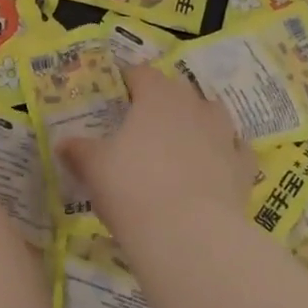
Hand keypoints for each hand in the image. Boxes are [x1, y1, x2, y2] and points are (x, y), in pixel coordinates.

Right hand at [61, 64, 254, 227]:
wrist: (188, 234)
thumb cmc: (132, 188)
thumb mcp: (94, 167)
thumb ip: (78, 151)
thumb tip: (63, 143)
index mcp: (157, 97)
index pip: (142, 73)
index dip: (128, 79)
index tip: (117, 91)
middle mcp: (194, 107)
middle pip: (179, 89)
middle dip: (163, 98)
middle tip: (144, 119)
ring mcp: (224, 135)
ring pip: (213, 113)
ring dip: (198, 119)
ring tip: (182, 138)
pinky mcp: (243, 168)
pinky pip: (236, 150)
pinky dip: (226, 152)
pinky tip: (216, 164)